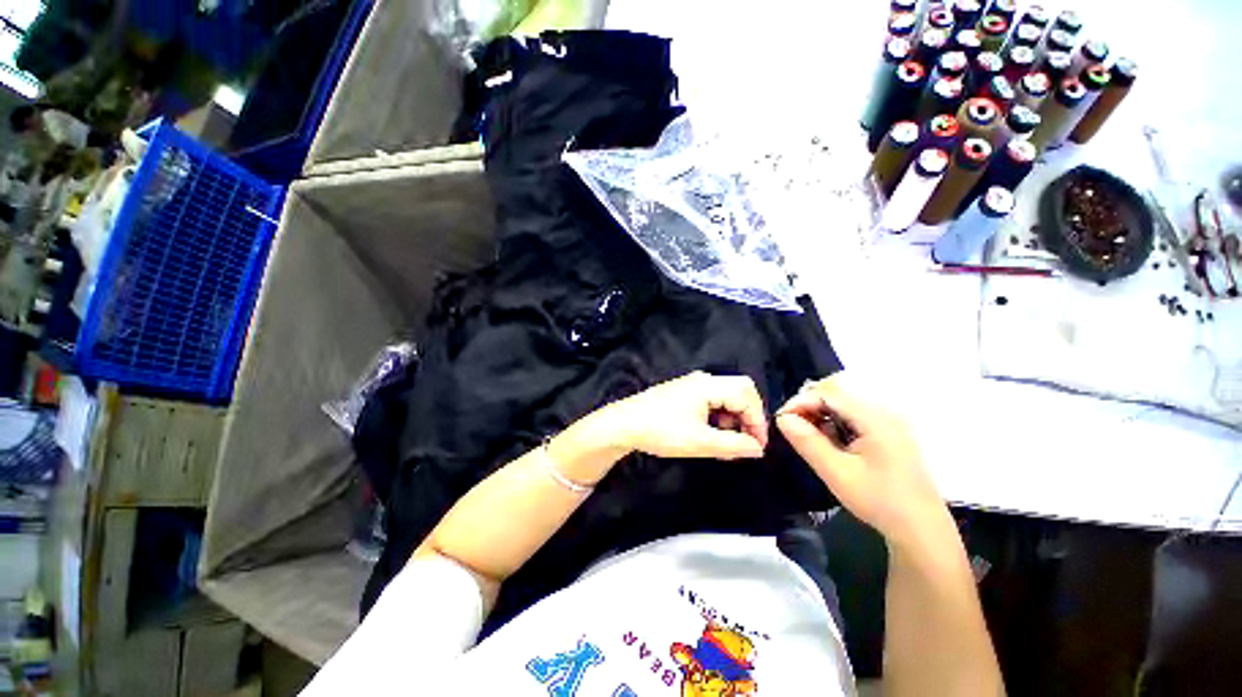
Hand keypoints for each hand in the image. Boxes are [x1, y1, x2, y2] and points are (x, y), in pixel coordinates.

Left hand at [601, 372, 768, 459]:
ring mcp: (692, 384)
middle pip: (739, 391)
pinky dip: (719, 417)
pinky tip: (713, 435)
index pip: (746, 396)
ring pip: (726, 396)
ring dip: (733, 418)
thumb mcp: (700, 442)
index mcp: (708, 385)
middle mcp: (703, 379)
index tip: (757, 447)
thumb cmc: (661, 431)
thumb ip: (733, 445)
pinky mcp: (685, 392)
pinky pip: (712, 400)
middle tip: (745, 443)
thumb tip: (757, 449)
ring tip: (727, 444)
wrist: (624, 424)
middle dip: (748, 417)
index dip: (757, 421)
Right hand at [776, 375, 950, 550]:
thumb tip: (782, 419)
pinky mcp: (888, 431)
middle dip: (809, 404)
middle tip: (793, 426)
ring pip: (844, 401)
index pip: (829, 393)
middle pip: (837, 391)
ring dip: (821, 412)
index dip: (800, 402)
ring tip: (809, 435)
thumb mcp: (836, 473)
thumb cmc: (879, 501)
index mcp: (875, 418)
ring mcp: (888, 420)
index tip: (782, 421)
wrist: (921, 529)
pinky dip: (835, 420)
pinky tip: (829, 441)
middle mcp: (884, 411)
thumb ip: (808, 442)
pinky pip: (854, 413)